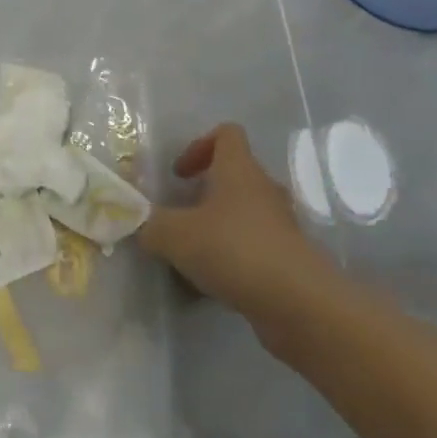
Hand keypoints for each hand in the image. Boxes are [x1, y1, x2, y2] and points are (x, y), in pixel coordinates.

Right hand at [138, 123, 333, 323]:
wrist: (298, 303)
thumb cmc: (234, 250)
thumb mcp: (176, 235)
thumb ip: (151, 225)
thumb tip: (138, 224)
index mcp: (239, 169)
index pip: (226, 134)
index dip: (199, 146)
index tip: (179, 175)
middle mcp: (263, 189)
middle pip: (234, 175)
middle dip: (205, 192)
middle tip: (180, 216)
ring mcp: (280, 224)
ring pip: (244, 213)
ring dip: (218, 226)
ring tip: (193, 252)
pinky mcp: (288, 257)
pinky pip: (254, 246)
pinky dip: (233, 256)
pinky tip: (213, 282)